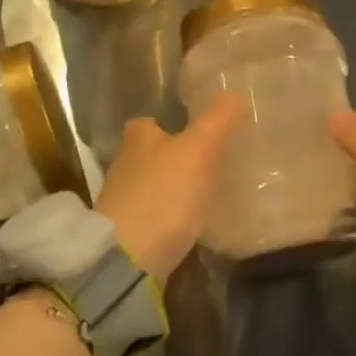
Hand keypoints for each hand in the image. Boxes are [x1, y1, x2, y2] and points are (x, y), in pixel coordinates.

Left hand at [94, 93, 242, 281]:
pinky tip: (190, 225)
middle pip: (149, 155)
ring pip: (151, 186)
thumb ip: (218, 120)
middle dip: (172, 158)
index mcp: (137, 140)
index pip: (147, 123)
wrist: (128, 261)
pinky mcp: (127, 235)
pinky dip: (169, 218)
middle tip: (206, 163)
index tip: (192, 131)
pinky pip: (154, 217)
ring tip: (204, 194)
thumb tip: (234, 93)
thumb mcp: (199, 150)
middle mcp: (124, 167)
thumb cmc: (164, 194)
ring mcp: (122, 204)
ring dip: (171, 189)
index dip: (167, 124)